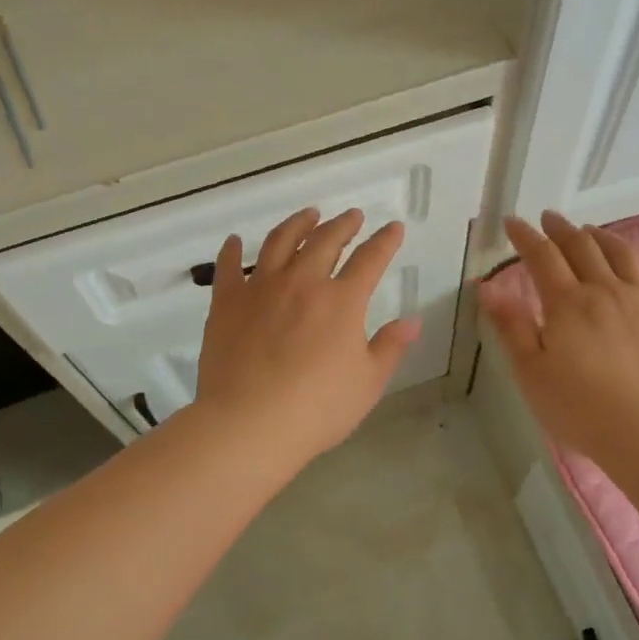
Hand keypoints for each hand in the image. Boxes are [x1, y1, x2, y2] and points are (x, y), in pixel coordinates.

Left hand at [194, 207, 419, 467]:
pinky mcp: (226, 303)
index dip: (385, 241)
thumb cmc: (317, 408)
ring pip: (279, 242)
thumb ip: (390, 347)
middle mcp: (302, 283)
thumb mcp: (368, 383)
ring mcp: (260, 289)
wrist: (249, 424)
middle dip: (343, 225)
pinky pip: (228, 267)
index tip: (394, 227)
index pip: (370, 259)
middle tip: (352, 215)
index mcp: (341, 301)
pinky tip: (233, 240)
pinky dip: (231, 250)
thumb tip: (412, 321)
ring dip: (297, 225)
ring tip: (307, 215)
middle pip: (325, 241)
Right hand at [478, 211, 638, 459]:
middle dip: (561, 229)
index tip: (512, 222)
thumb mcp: (531, 371)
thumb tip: (487, 285)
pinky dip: (633, 262)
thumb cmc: (579, 406)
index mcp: (567, 302)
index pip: (542, 256)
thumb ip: (511, 325)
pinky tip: (629, 266)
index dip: (525, 236)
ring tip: (589, 231)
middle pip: (582, 247)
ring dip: (600, 236)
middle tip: (549, 218)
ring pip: (621, 254)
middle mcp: (605, 291)